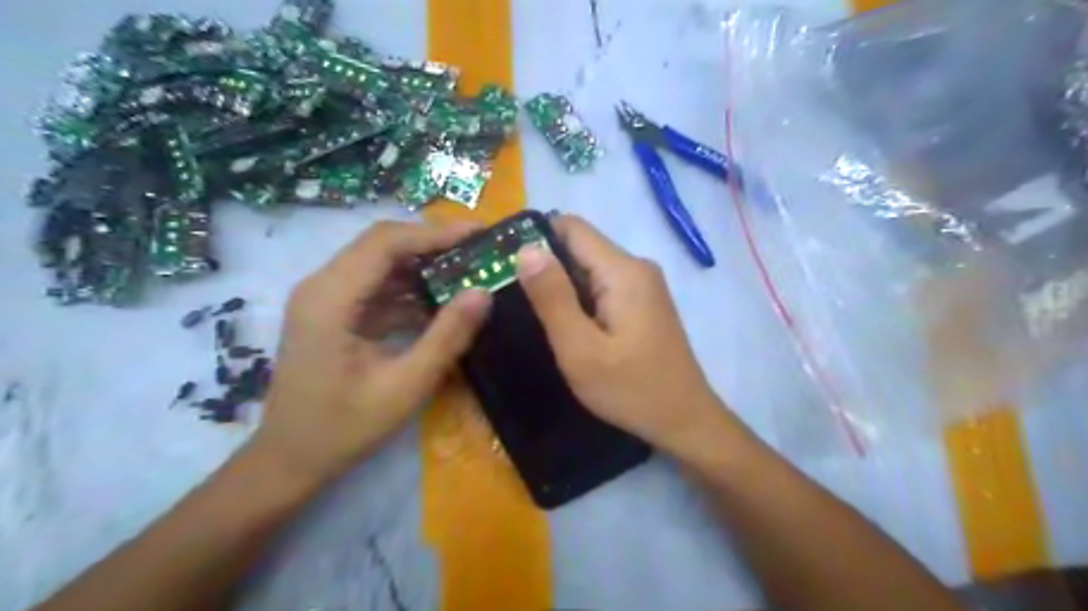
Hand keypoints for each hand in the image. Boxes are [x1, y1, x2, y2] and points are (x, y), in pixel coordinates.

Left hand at [254, 220, 489, 481]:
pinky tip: (441, 304)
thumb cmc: (343, 428)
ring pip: (381, 264)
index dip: (435, 233)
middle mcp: (322, 286)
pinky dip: (410, 291)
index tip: (479, 235)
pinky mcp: (334, 313)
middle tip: (479, 252)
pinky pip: (377, 288)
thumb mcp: (405, 385)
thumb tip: (483, 293)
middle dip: (433, 245)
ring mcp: (325, 299)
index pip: (386, 242)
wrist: (290, 460)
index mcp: (330, 298)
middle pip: (382, 245)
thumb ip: (447, 337)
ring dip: (424, 267)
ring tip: (468, 273)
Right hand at [515, 214, 730, 453]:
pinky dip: (579, 296)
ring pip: (590, 267)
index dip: (534, 236)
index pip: (571, 227)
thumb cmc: (631, 389)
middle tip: (509, 292)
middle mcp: (637, 267)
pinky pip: (603, 285)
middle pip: (580, 246)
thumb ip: (552, 297)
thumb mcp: (580, 349)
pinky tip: (564, 321)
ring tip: (530, 309)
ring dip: (560, 282)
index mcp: (623, 270)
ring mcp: (644, 284)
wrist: (684, 420)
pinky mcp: (644, 302)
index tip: (502, 260)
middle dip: (544, 262)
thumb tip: (526, 249)